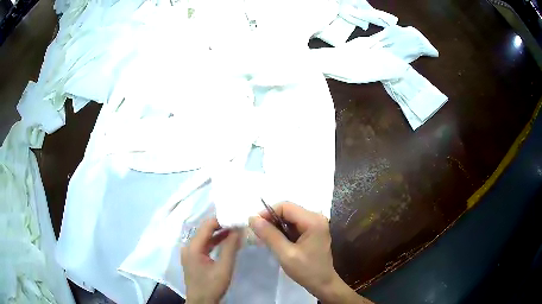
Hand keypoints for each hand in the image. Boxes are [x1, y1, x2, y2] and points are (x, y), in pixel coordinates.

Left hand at [181, 218, 240, 303]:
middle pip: (204, 230)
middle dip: (221, 225)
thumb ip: (230, 247)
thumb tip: (238, 229)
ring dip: (218, 234)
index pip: (207, 226)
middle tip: (238, 223)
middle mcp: (188, 246)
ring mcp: (189, 252)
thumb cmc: (212, 286)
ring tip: (235, 230)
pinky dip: (215, 242)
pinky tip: (226, 241)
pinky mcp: (192, 258)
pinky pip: (204, 245)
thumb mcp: (224, 267)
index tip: (236, 218)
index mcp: (193, 247)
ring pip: (205, 238)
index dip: (221, 220)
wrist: (201, 302)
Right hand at [249, 202, 372, 303]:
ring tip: (265, 239)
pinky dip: (283, 231)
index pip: (286, 206)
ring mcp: (316, 224)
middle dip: (271, 220)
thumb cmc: (307, 270)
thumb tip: (252, 218)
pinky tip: (276, 241)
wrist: (323, 284)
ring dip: (276, 226)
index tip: (255, 225)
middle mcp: (316, 217)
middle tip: (258, 234)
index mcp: (313, 220)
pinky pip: (294, 225)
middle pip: (288, 211)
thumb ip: (269, 235)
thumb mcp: (285, 254)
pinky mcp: (313, 231)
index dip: (268, 212)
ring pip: (289, 218)